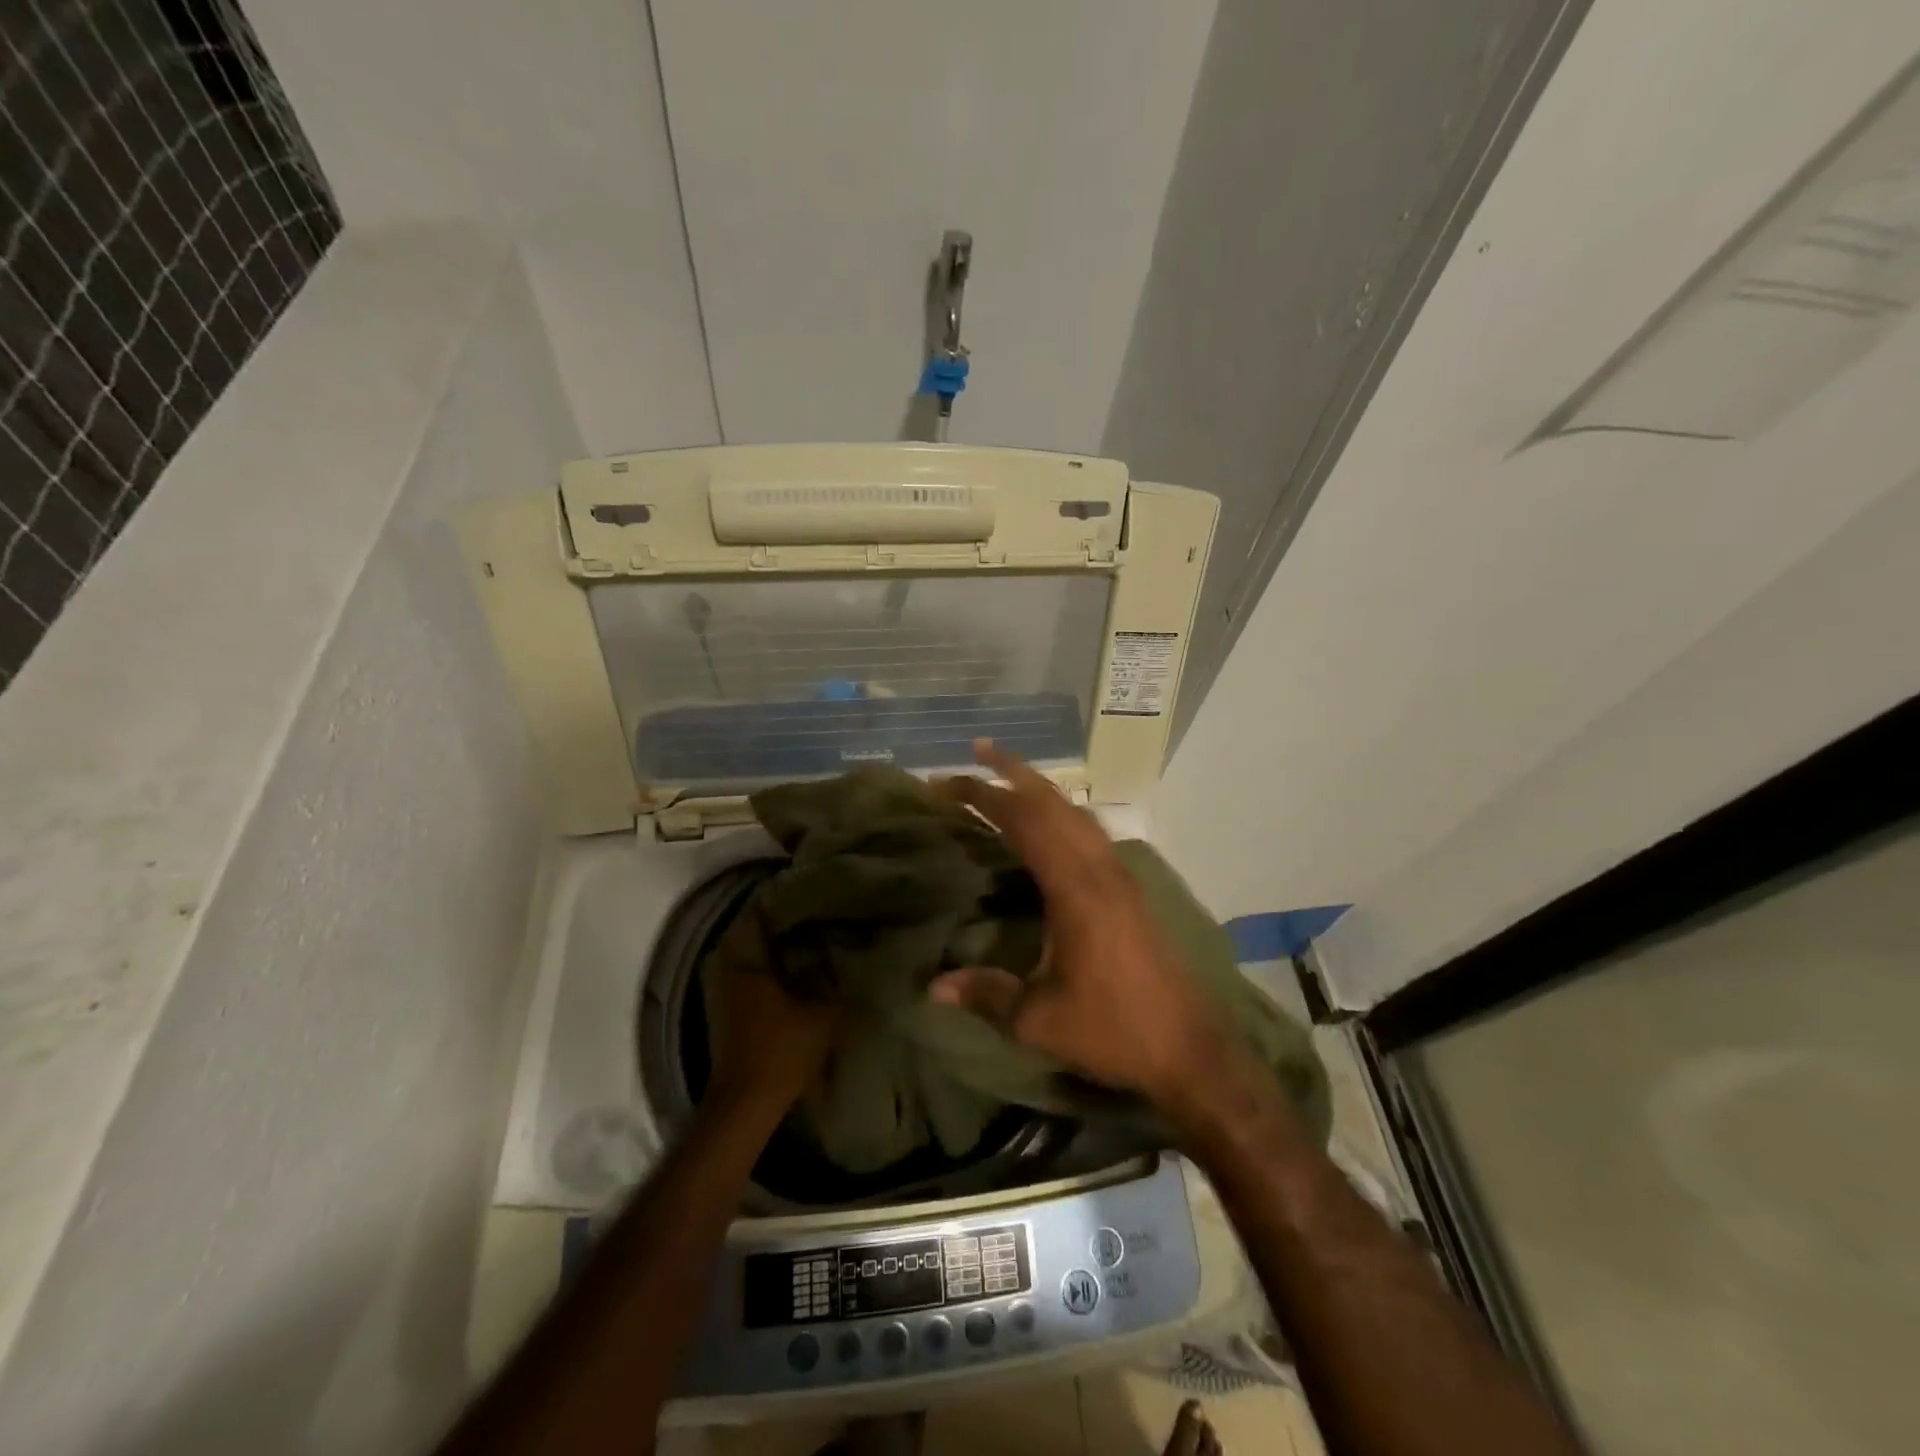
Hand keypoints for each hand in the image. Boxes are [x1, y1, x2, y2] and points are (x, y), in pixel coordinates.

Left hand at [704, 900, 839, 1113]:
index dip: (784, 900)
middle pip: (749, 931)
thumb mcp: (822, 1011)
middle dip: (777, 922)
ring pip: (743, 952)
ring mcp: (718, 989)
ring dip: (768, 945)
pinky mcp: (721, 1009)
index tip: (810, 893)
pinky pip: (741, 972)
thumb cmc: (782, 1049)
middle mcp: (725, 967)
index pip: (758, 912)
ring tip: (803, 939)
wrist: (746, 1102)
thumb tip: (842, 953)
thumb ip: (833, 979)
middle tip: (810, 915)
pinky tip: (789, 970)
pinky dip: (762, 966)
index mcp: (745, 959)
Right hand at [928, 741, 1232, 1112]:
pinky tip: (1053, 824)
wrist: (1191, 1049)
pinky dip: (1063, 813)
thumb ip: (986, 995)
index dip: (984, 797)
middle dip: (1013, 772)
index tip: (946, 783)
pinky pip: (1092, 832)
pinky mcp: (1131, 889)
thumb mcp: (1039, 1020)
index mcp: (1075, 889)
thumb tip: (932, 987)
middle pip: (1053, 803)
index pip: (1023, 823)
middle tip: (977, 750)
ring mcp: (1121, 876)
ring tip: (1010, 776)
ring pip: (1077, 813)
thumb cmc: (1113, 1030)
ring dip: (1042, 789)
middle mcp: (1100, 869)